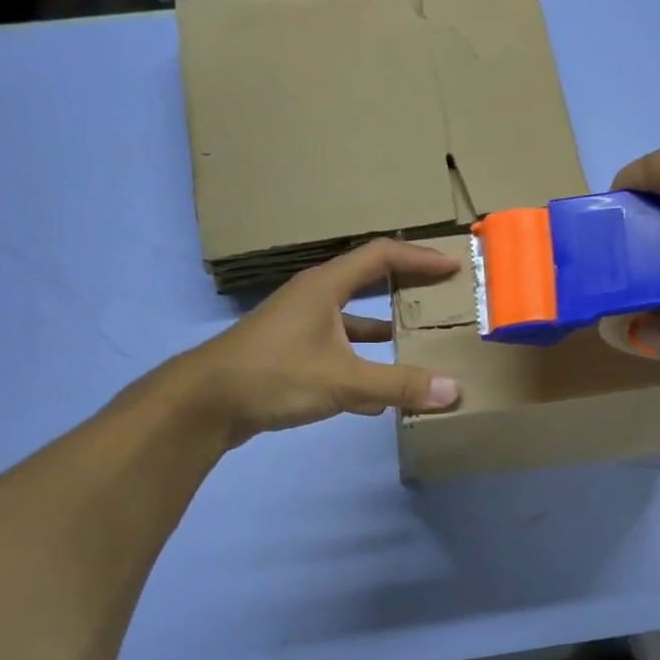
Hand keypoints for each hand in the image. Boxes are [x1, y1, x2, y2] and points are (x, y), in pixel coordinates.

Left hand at [181, 240, 461, 443]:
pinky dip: (361, 365)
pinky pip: (336, 352)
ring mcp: (299, 328)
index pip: (381, 256)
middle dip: (404, 289)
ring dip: (383, 330)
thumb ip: (399, 385)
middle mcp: (313, 299)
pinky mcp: (289, 356)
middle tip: (439, 298)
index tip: (453, 267)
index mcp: (325, 287)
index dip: (419, 258)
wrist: (205, 403)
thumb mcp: (344, 380)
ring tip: (416, 342)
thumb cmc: (275, 375)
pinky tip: (379, 395)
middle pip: (367, 283)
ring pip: (351, 321)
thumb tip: (453, 391)